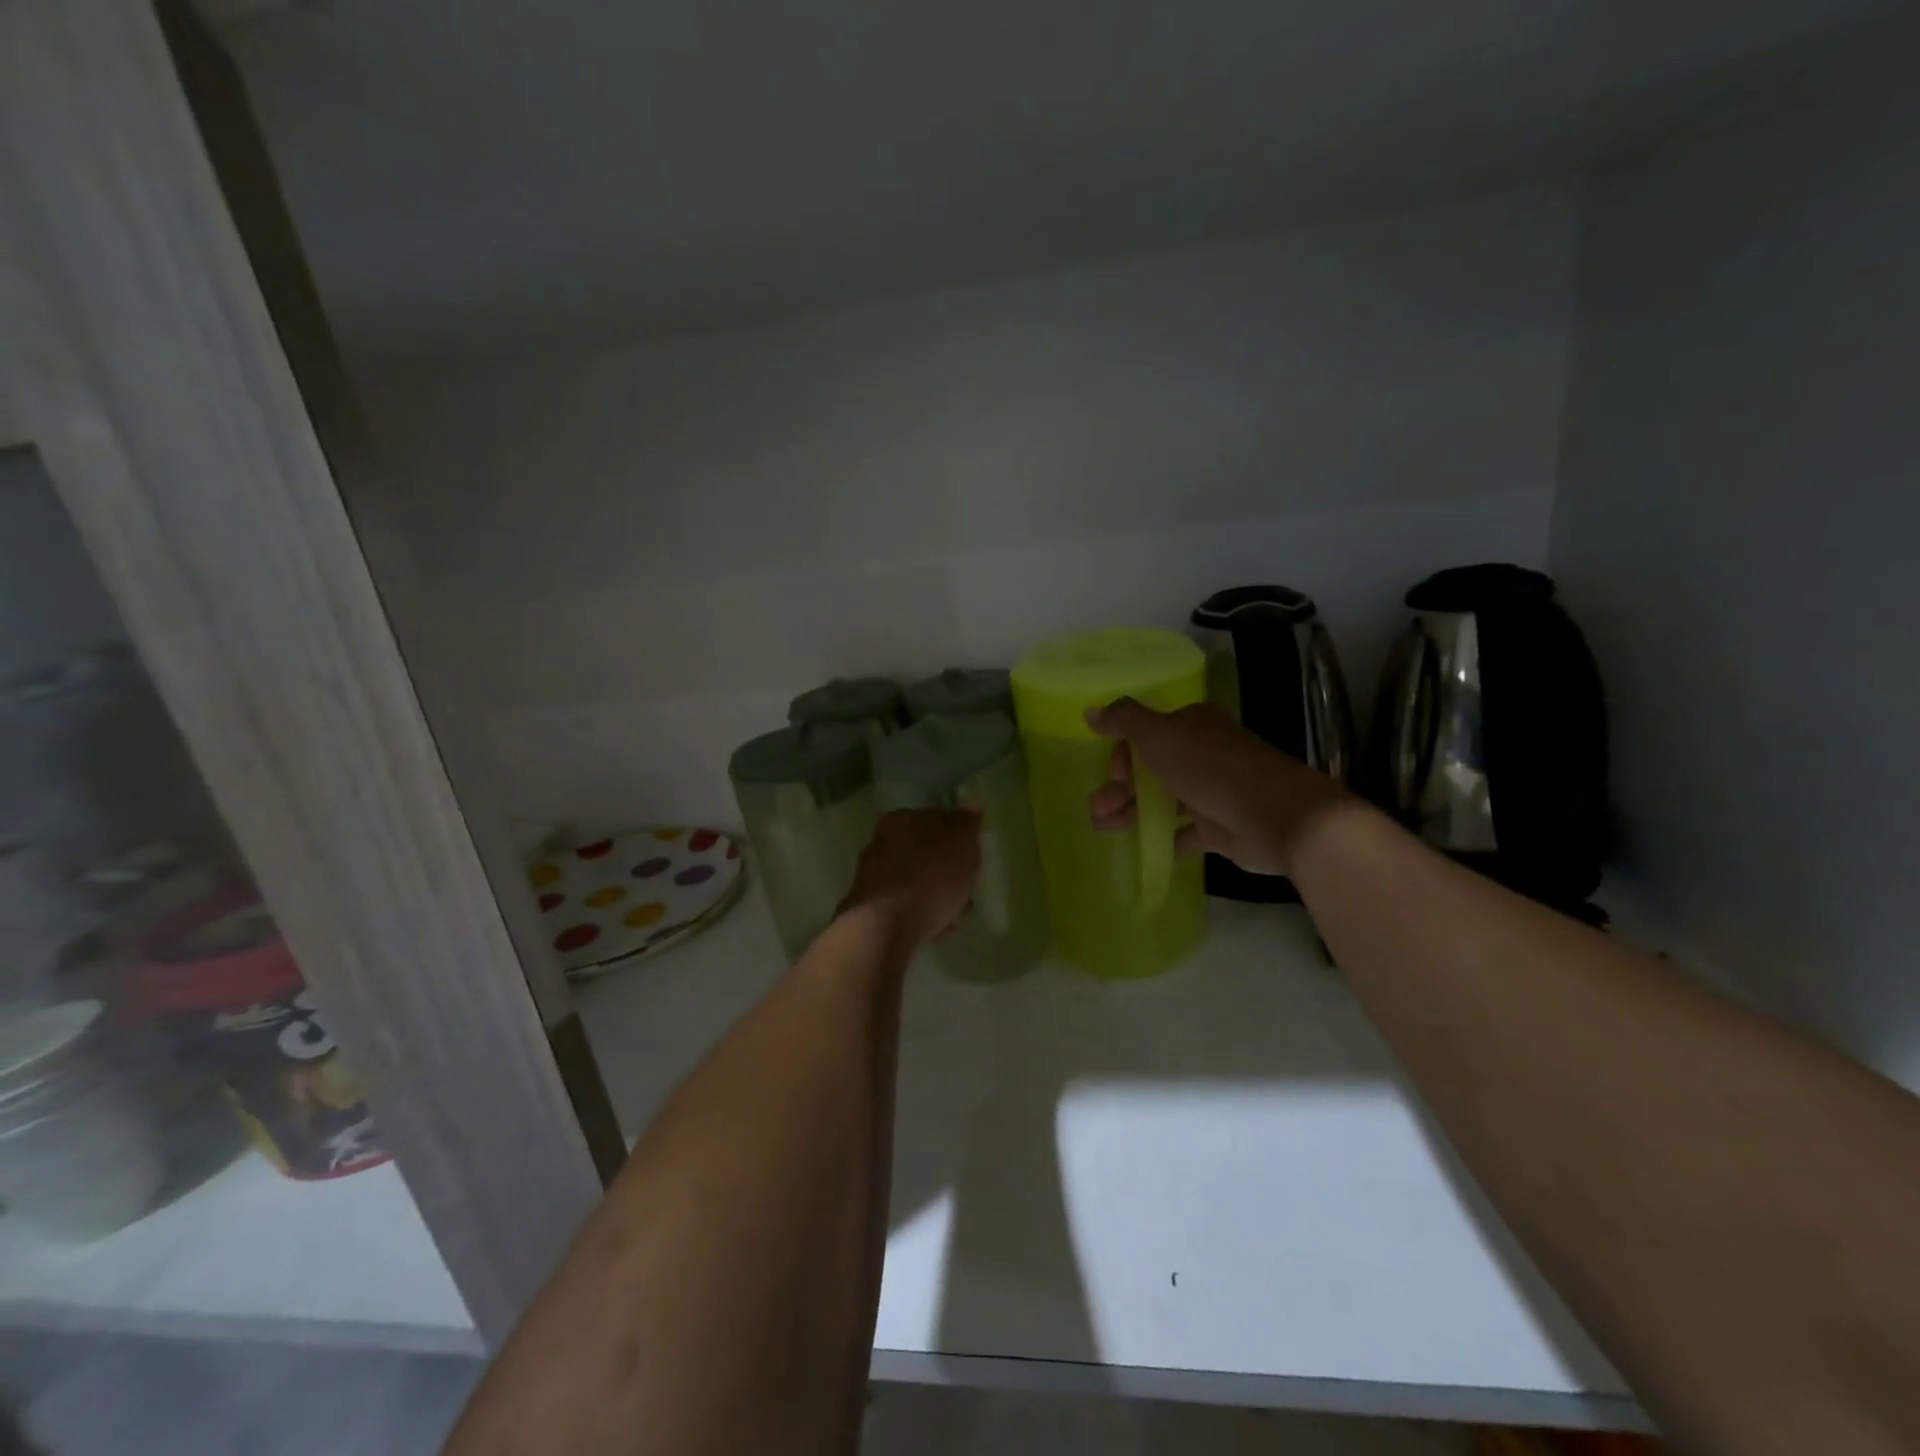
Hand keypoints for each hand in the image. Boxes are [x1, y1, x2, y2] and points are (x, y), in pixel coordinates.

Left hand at [839, 808, 982, 947]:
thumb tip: (972, 805)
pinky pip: (907, 907)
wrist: (887, 926)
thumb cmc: (931, 876)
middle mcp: (881, 843)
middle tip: (969, 888)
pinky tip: (940, 930)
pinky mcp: (871, 909)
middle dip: (946, 869)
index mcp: (902, 819)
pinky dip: (923, 914)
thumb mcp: (961, 842)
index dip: (957, 837)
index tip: (973, 857)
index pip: (935, 819)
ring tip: (959, 915)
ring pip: (916, 882)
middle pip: (924, 853)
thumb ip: (968, 823)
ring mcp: (873, 877)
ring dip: (937, 895)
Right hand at [1085, 699, 1350, 875]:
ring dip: (1129, 813)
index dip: (1123, 753)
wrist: (1277, 816)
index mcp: (1191, 725)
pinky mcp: (1218, 828)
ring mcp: (1210, 792)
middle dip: (1119, 787)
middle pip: (1149, 769)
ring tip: (1103, 829)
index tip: (1114, 773)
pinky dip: (1159, 838)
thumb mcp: (1160, 734)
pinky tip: (1139, 849)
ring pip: (1161, 801)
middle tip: (1098, 809)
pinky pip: (1180, 832)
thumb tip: (1090, 712)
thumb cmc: (1212, 769)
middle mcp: (1201, 754)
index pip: (1146, 733)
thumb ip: (1124, 720)